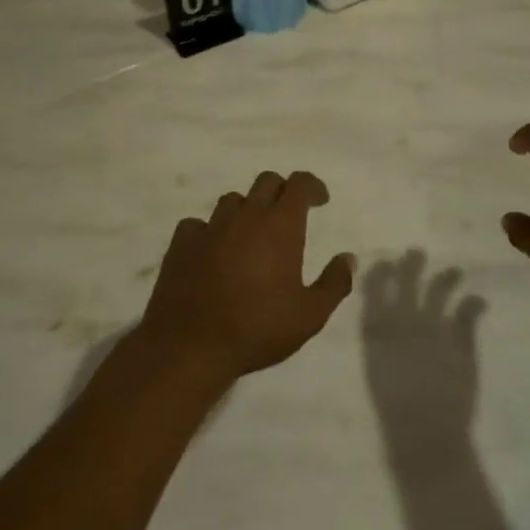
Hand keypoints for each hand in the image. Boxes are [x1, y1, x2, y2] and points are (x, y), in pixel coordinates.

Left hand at [141, 171, 355, 381]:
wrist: (190, 347)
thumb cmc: (257, 329)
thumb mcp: (309, 316)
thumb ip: (334, 283)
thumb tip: (348, 258)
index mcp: (280, 226)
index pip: (299, 184)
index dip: (312, 186)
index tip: (320, 200)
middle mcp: (246, 216)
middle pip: (266, 182)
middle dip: (282, 191)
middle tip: (289, 215)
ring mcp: (210, 227)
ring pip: (232, 200)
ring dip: (247, 209)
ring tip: (251, 234)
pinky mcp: (181, 243)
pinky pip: (198, 224)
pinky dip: (209, 231)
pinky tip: (212, 250)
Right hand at [362, 253, 484, 462]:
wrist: (424, 436)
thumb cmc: (393, 410)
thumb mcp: (377, 370)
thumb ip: (380, 342)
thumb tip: (382, 320)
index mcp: (377, 331)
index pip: (373, 289)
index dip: (379, 272)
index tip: (386, 262)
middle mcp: (404, 323)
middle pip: (407, 282)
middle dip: (411, 264)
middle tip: (417, 253)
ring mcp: (434, 329)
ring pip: (439, 291)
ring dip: (447, 278)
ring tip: (456, 271)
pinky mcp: (461, 342)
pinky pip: (468, 313)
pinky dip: (474, 303)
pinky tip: (479, 300)